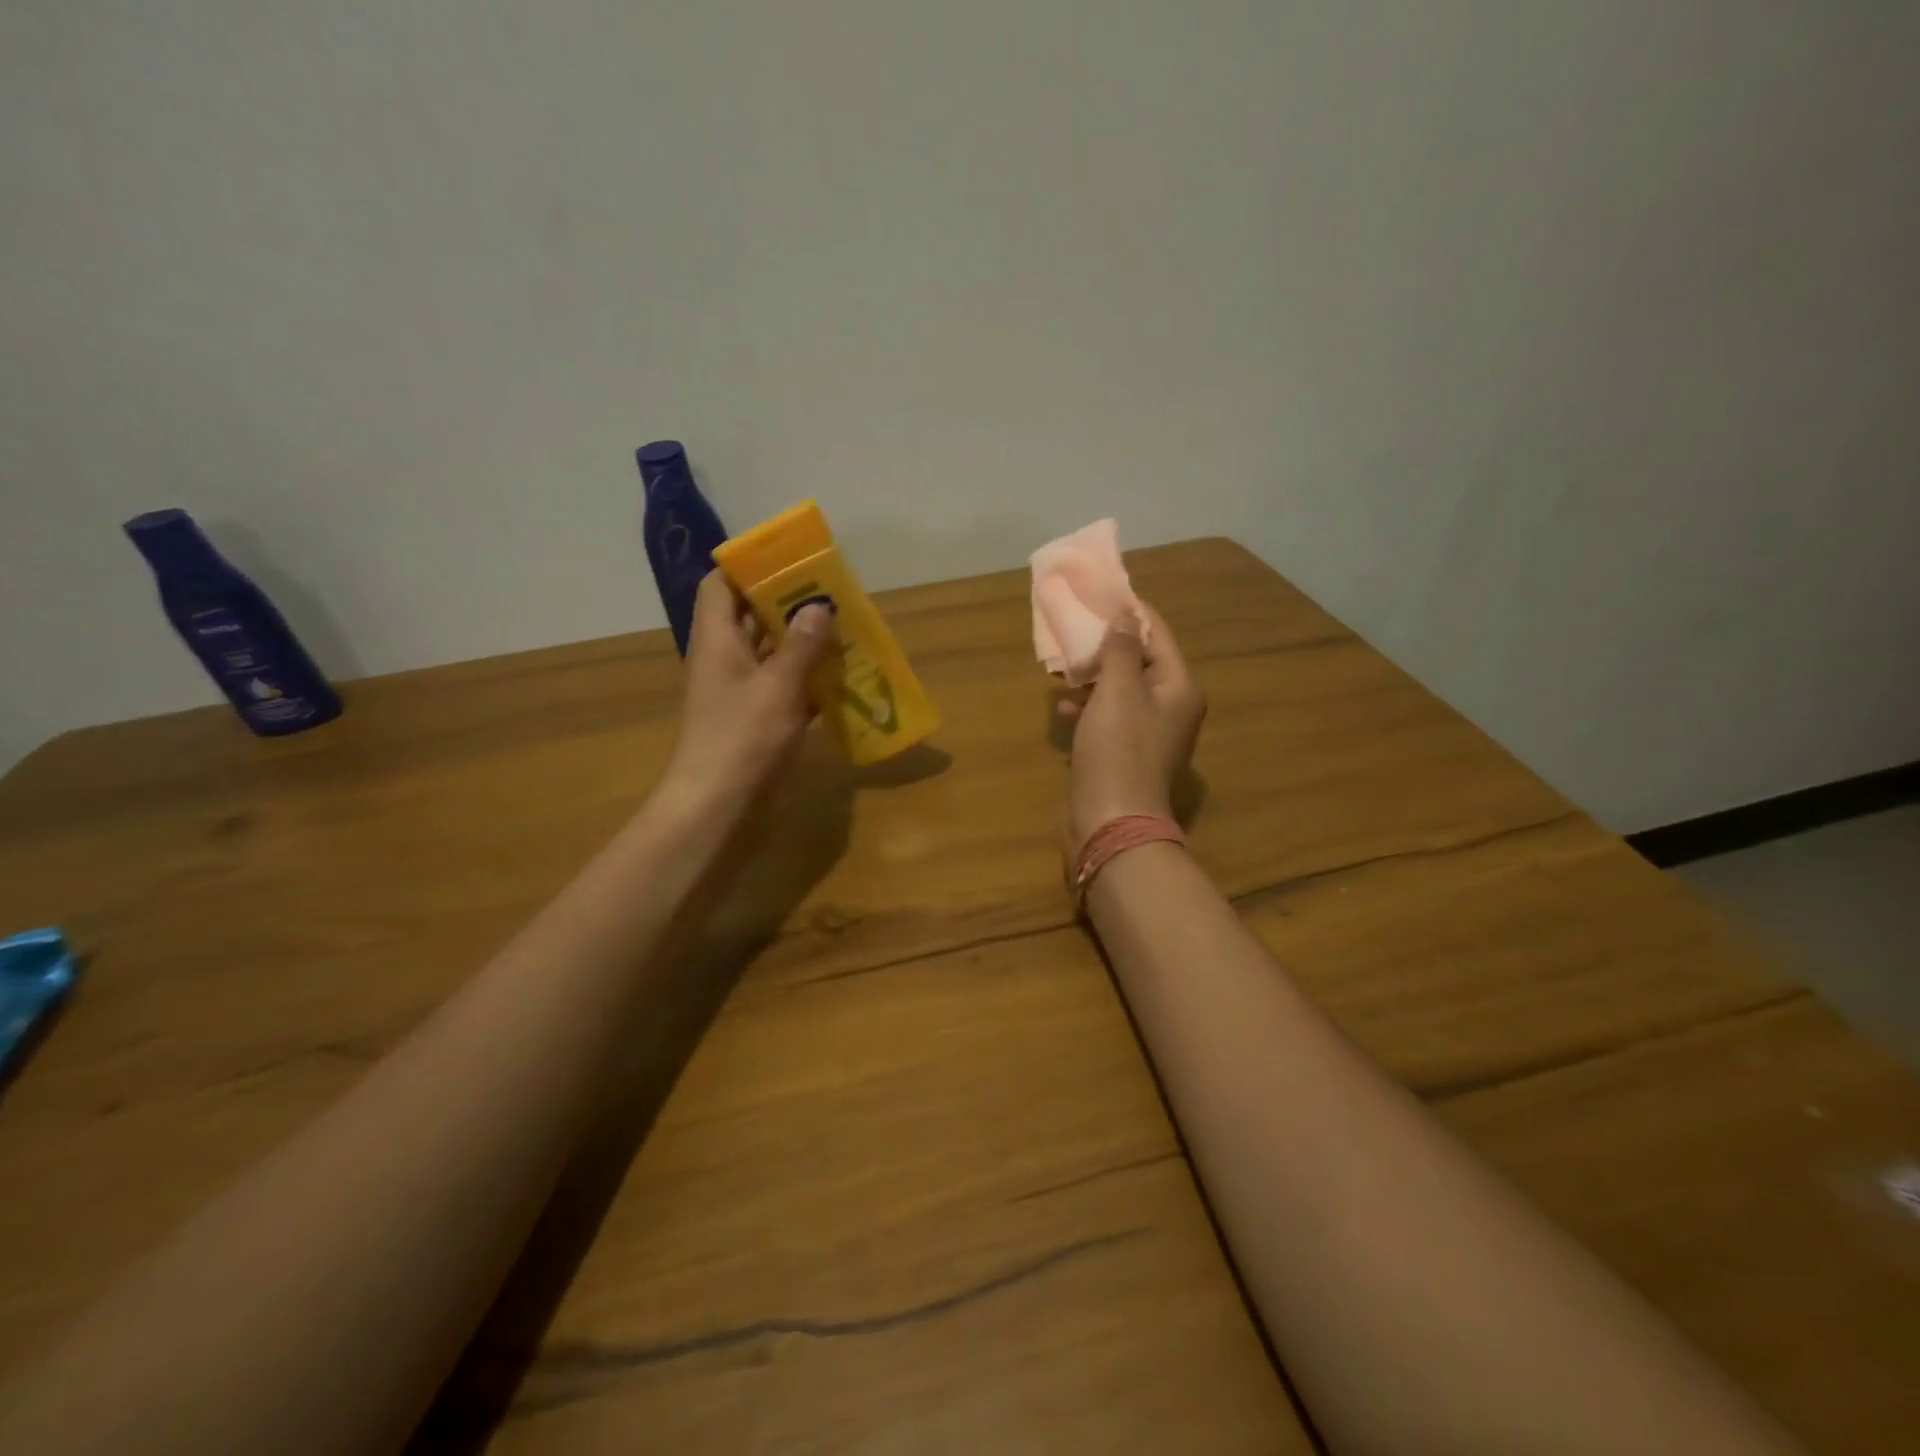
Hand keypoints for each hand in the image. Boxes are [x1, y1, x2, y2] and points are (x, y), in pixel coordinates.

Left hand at [661, 571, 835, 815]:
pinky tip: (845, 676)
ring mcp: (743, 691)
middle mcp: (727, 659)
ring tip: (846, 627)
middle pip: (752, 616)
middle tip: (831, 590)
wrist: (719, 805)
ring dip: (805, 642)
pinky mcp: (760, 720)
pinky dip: (811, 680)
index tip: (787, 558)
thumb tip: (819, 605)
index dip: (747, 567)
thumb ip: (802, 645)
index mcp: (718, 640)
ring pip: (774, 653)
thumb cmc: (741, 737)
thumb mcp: (777, 686)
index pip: (721, 586)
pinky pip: (788, 688)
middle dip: (789, 602)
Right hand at [1062, 604, 1205, 853]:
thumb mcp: (1118, 691)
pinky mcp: (1125, 754)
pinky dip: (1089, 708)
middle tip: (1076, 626)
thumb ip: (1121, 649)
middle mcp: (1171, 708)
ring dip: (1094, 676)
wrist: (1111, 822)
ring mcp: (1148, 734)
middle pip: (1140, 662)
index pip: (1158, 634)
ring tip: (1064, 664)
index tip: (1100, 592)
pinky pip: (1109, 718)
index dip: (1131, 612)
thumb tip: (1126, 615)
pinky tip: (1064, 707)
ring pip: (1121, 691)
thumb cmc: (1118, 750)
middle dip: (1108, 644)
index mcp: (1179, 688)